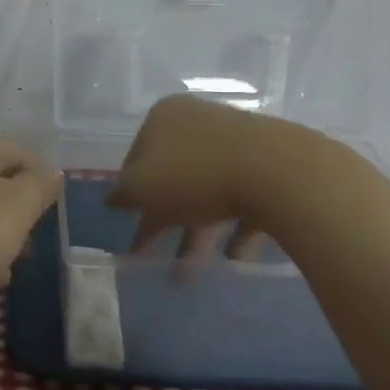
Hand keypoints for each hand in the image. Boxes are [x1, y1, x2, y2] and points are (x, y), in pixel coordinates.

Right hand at [107, 95, 278, 265]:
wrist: (276, 172)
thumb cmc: (195, 175)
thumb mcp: (141, 188)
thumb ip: (122, 194)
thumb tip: (113, 198)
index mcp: (163, 117)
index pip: (136, 157)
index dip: (130, 193)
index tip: (130, 226)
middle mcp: (199, 121)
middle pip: (174, 175)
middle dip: (165, 220)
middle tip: (156, 257)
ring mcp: (237, 141)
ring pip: (209, 190)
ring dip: (198, 232)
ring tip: (192, 273)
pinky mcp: (269, 165)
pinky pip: (245, 199)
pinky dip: (236, 229)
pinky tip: (235, 257)